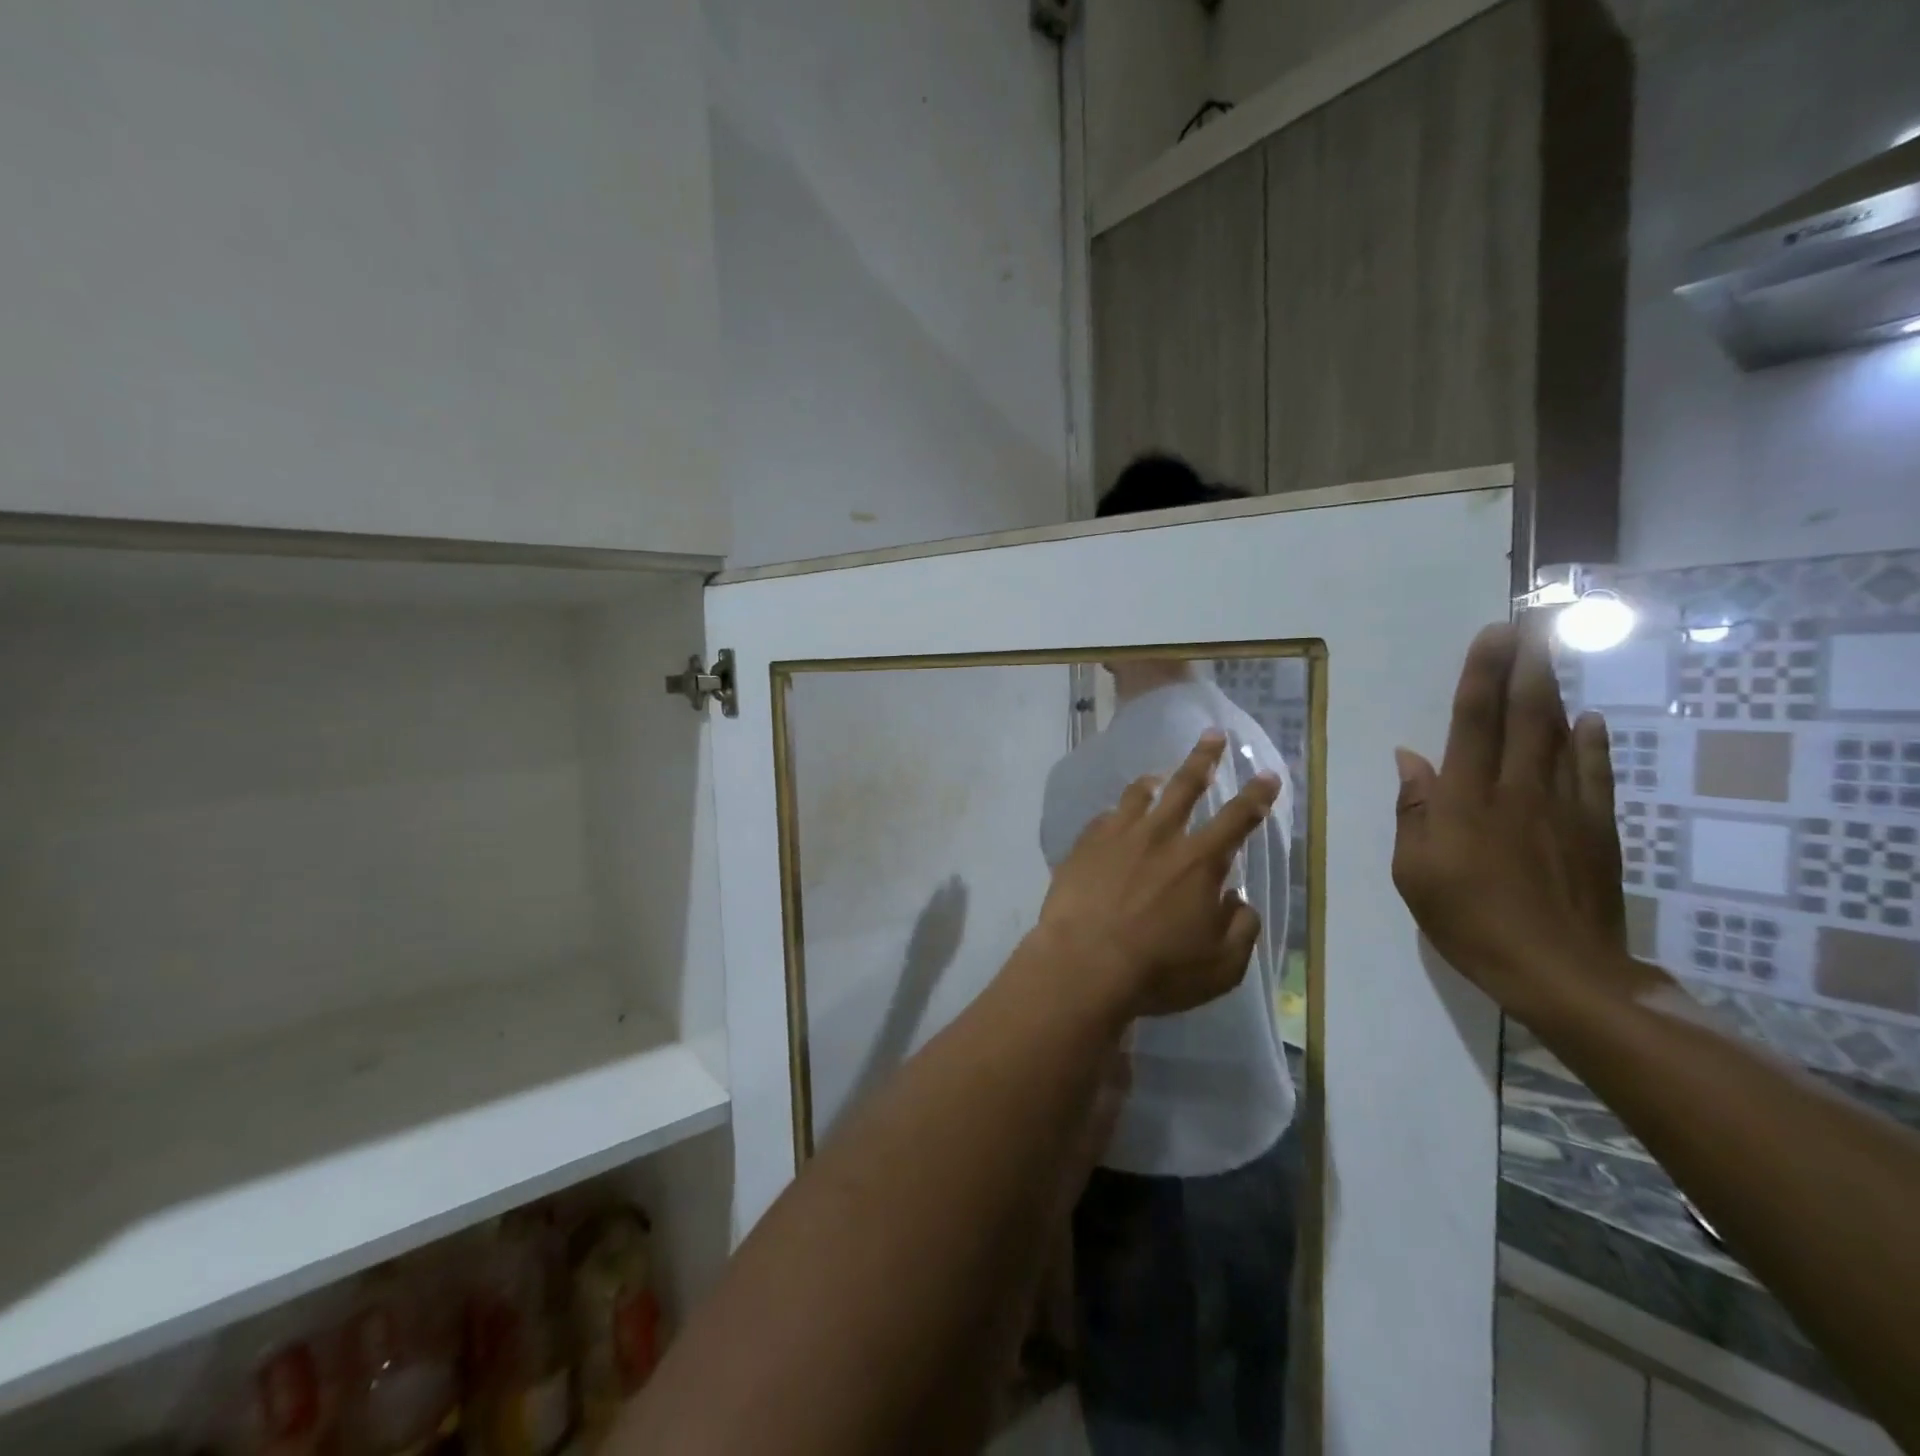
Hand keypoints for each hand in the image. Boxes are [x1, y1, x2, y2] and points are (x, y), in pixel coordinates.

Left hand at [1036, 731, 1280, 1019]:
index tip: (1267, 775)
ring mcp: (1117, 836)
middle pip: (1187, 786)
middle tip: (1213, 734)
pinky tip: (1113, 820)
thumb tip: (1238, 901)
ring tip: (1157, 776)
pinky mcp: (1083, 845)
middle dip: (1205, 757)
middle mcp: (1160, 836)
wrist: (1083, 964)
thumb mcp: (1221, 965)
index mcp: (1200, 861)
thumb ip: (1241, 929)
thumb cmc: (1158, 970)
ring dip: (1154, 781)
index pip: (1238, 818)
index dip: (1256, 796)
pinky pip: (1103, 818)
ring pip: (1139, 795)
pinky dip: (1115, 815)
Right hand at [1391, 622, 1664, 1020]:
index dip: (1481, 675)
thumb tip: (1411, 759)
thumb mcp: (1415, 871)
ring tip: (1551, 658)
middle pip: (1525, 715)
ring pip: (1561, 736)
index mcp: (1467, 799)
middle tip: (1533, 623)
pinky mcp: (1597, 830)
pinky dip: (1593, 743)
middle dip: (1527, 665)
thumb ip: (1414, 811)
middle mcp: (1517, 789)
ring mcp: (1564, 807)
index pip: (1473, 722)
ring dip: (1554, 693)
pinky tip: (1590, 722)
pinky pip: (1595, 773)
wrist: (1560, 972)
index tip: (1492, 634)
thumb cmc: (1469, 920)